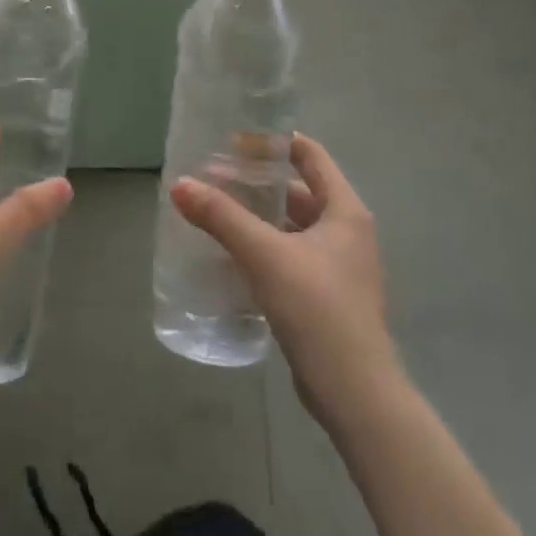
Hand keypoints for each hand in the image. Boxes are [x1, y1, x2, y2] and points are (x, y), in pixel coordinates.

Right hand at [170, 134, 396, 430]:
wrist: (356, 394)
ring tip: (214, 211)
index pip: (310, 155)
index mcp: (345, 211)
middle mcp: (346, 231)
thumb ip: (222, 217)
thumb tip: (179, 184)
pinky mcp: (324, 296)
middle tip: (212, 178)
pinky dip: (262, 246)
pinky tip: (229, 253)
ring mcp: (337, 266)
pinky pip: (289, 255)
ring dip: (256, 216)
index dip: (273, 142)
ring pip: (290, 225)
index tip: (233, 141)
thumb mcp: (265, 256)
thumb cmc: (318, 310)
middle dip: (255, 182)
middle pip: (297, 190)